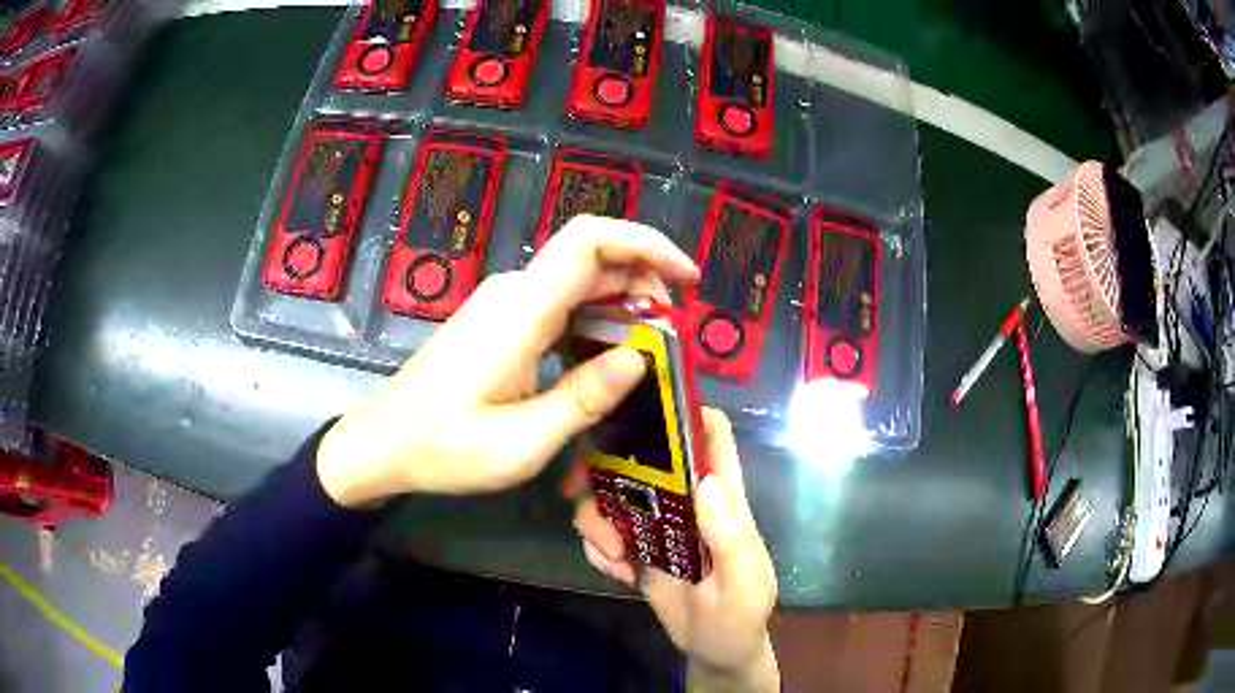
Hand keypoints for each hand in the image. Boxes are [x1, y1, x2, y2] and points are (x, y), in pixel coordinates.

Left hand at [316, 216, 698, 507]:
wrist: (381, 443)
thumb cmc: (443, 449)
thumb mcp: (521, 443)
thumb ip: (583, 398)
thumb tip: (640, 357)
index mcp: (520, 313)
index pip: (588, 241)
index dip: (645, 243)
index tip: (687, 277)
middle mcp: (513, 293)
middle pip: (592, 259)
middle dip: (644, 286)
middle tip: (672, 341)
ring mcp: (502, 303)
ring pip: (578, 282)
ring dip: (621, 307)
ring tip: (648, 357)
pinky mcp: (498, 320)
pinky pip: (559, 304)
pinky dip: (594, 321)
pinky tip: (605, 361)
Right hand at [572, 408, 780, 691]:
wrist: (714, 651)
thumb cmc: (741, 616)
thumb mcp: (743, 584)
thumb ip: (730, 538)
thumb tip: (706, 480)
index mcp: (724, 499)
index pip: (712, 436)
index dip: (685, 410)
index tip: (639, 406)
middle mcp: (686, 501)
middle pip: (642, 457)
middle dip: (608, 467)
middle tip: (586, 492)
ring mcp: (657, 524)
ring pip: (611, 494)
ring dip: (598, 521)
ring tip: (615, 556)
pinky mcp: (635, 548)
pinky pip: (602, 533)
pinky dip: (598, 550)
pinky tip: (617, 576)